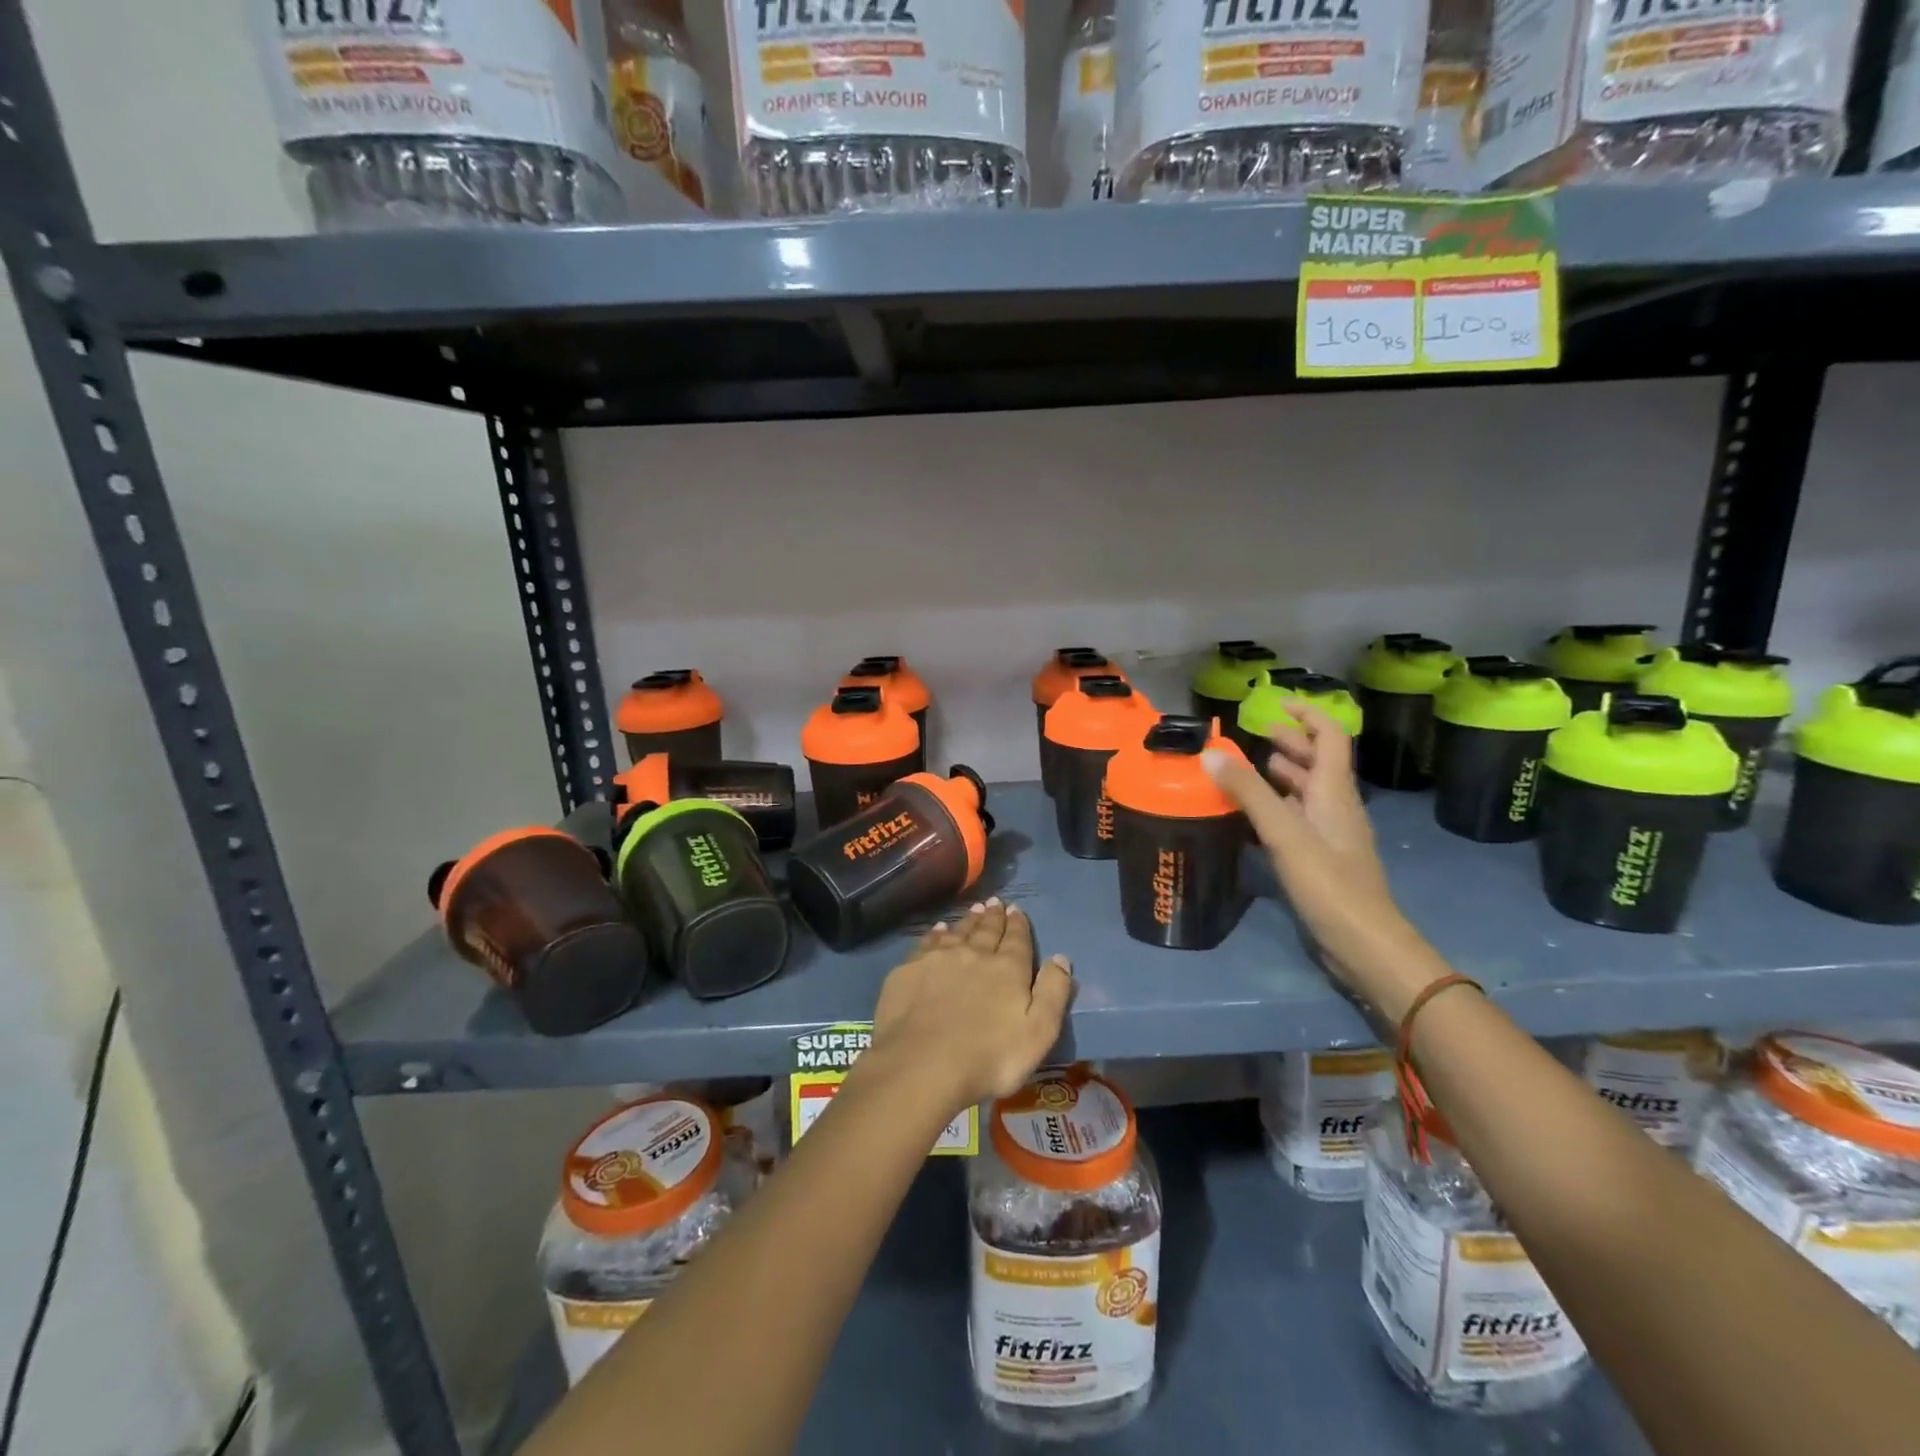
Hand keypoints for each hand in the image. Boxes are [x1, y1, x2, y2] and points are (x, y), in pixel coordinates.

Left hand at [861, 900, 1072, 1116]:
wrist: (922, 1066)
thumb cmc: (990, 1058)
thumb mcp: (1038, 1033)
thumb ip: (1053, 993)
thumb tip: (1061, 957)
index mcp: (1007, 969)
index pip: (1017, 939)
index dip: (1018, 924)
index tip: (1016, 909)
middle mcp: (973, 954)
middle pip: (986, 930)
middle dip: (993, 916)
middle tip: (995, 902)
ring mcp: (937, 959)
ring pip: (957, 932)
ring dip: (967, 921)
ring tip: (973, 910)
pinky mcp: (908, 970)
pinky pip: (926, 943)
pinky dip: (935, 934)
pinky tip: (938, 930)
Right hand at [1204, 701, 1438, 1019]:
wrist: (1364, 944)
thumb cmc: (1328, 883)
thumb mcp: (1284, 833)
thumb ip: (1248, 793)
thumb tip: (1211, 754)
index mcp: (1334, 792)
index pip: (1329, 737)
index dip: (1307, 714)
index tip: (1277, 703)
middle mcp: (1336, 807)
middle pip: (1318, 763)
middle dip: (1290, 743)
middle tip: (1256, 733)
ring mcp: (1331, 836)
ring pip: (1307, 793)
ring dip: (1283, 775)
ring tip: (1249, 769)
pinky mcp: (1322, 860)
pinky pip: (1298, 820)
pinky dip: (1277, 808)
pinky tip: (1252, 818)